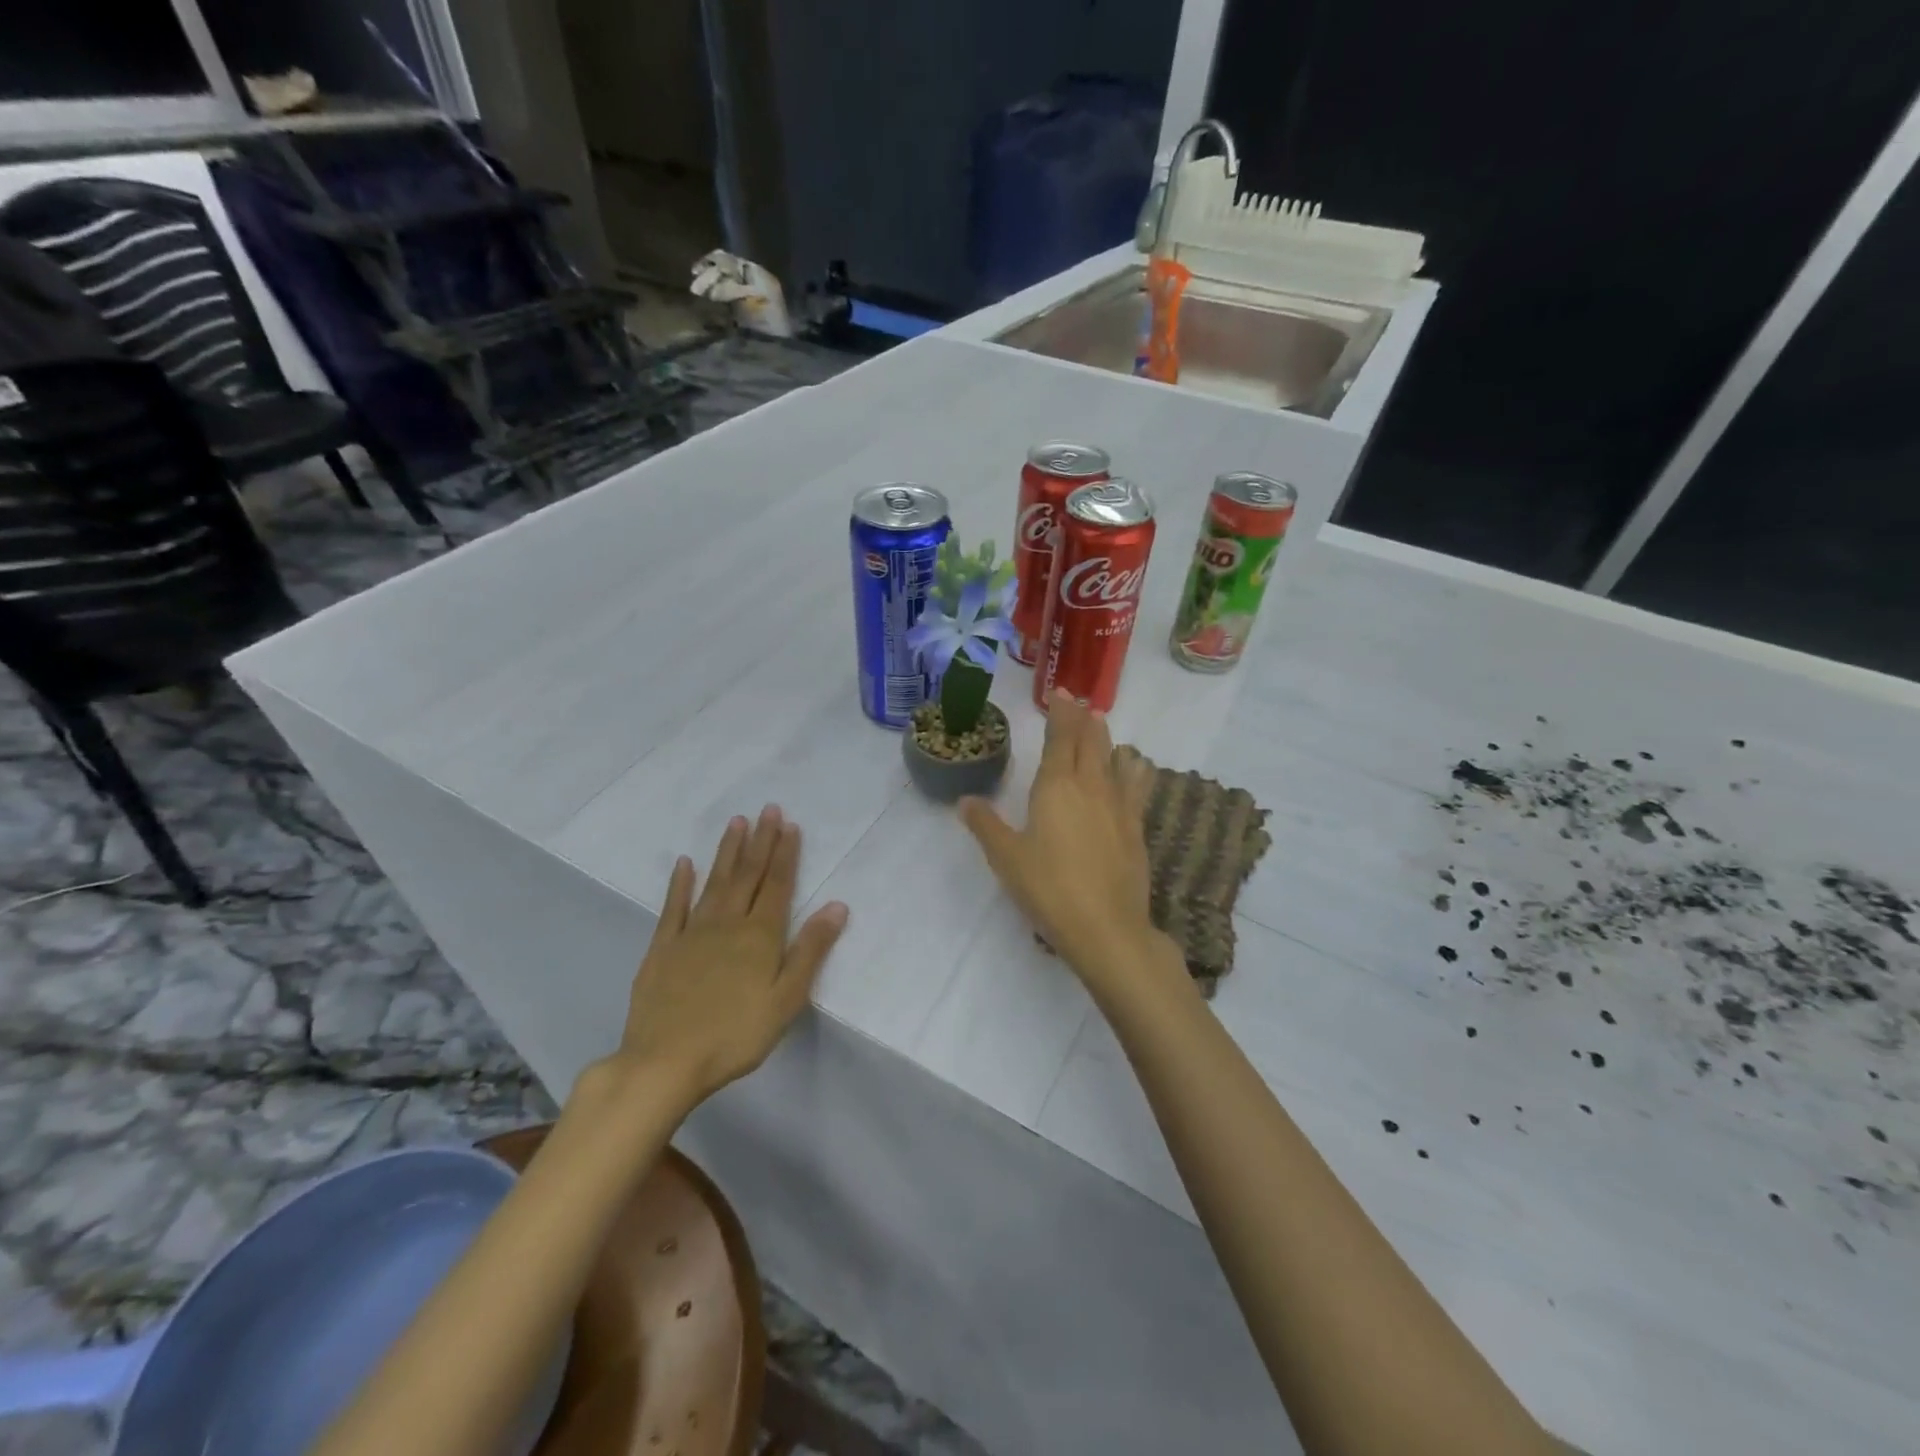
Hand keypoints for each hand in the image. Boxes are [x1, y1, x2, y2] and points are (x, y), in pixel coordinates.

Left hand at [613, 806, 847, 1108]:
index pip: (778, 885)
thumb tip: (836, 905)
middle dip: (761, 841)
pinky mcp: (662, 948)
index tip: (790, 824)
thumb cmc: (735, 1035)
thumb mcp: (786, 999)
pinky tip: (684, 864)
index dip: (786, 854)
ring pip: (714, 883)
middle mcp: (727, 924)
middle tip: (768, 809)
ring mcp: (691, 934)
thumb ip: (810, 950)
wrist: (665, 1062)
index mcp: (760, 936)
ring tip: (736, 822)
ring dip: (727, 852)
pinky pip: (673, 907)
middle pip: (748, 875)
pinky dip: (680, 884)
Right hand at [960, 692, 1181, 1003]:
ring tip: (1103, 725)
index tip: (1060, 693)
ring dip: (1108, 739)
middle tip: (1080, 702)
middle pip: (1090, 741)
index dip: (1060, 713)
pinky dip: (1134, 769)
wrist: (1106, 927)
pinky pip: (1137, 785)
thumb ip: (986, 825)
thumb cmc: (1048, 888)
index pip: (1060, 738)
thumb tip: (965, 800)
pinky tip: (1137, 767)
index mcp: (1055, 787)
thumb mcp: (1006, 858)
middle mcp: (1090, 786)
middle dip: (1083, 718)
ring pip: (1115, 758)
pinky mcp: (1136, 827)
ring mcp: (1119, 805)